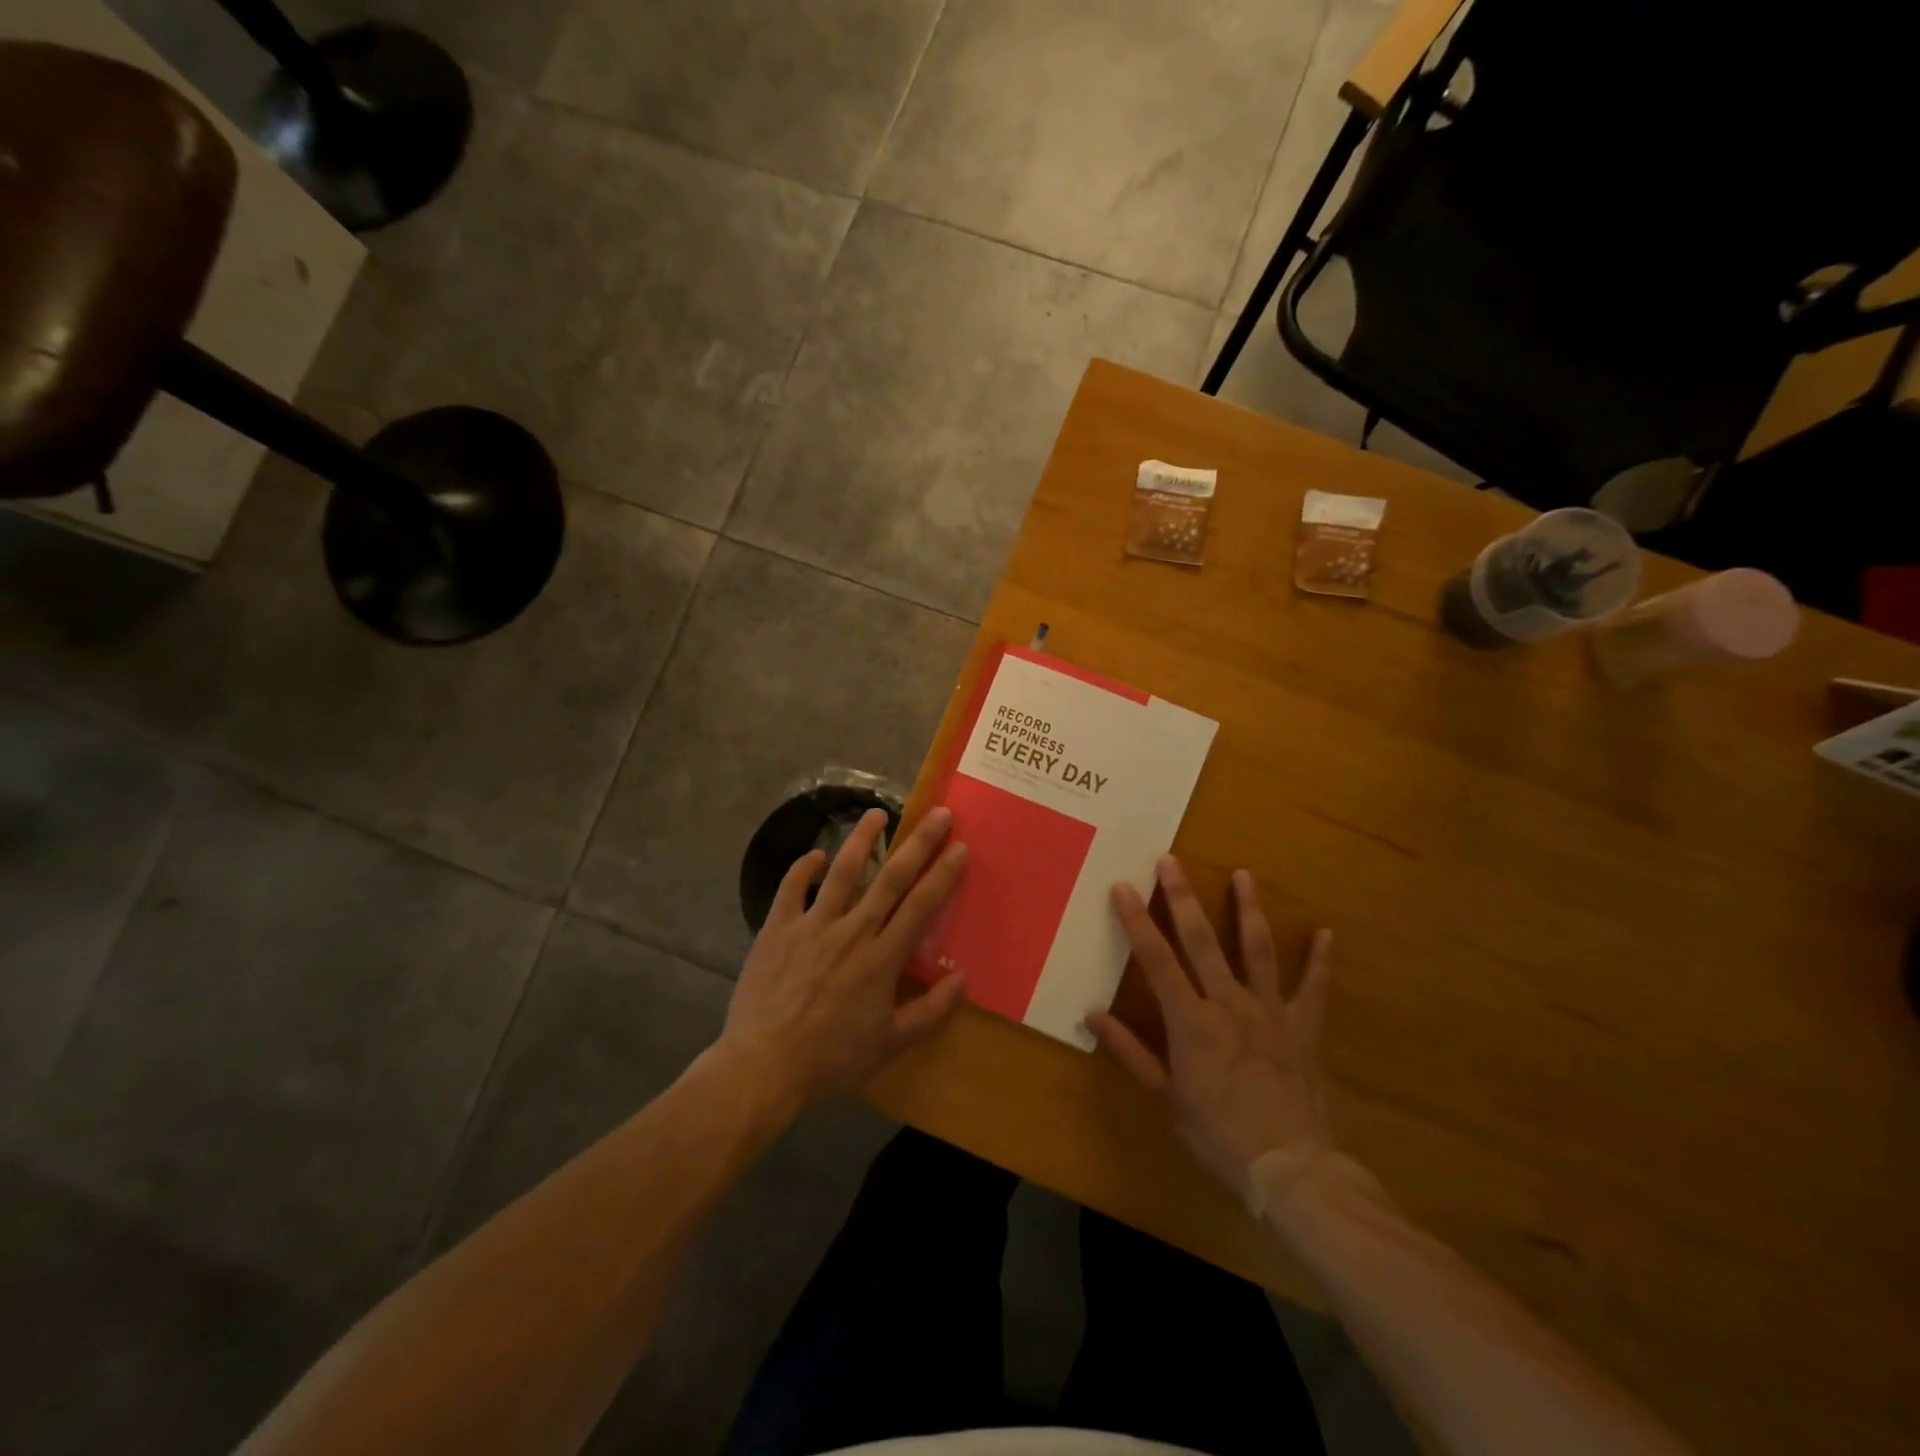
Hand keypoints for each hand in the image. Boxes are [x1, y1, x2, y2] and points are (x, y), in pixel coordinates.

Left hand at [719, 806, 968, 1115]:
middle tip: (938, 814)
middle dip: (918, 843)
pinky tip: (815, 856)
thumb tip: (963, 978)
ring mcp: (812, 925)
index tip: (960, 847)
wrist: (764, 1066)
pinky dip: (803, 868)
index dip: (943, 874)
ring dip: (862, 839)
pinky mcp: (777, 928)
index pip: (921, 905)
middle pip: (891, 878)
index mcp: (882, 957)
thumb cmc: (832, 1058)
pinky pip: (791, 888)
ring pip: (842, 872)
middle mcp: (852, 931)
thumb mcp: (890, 1043)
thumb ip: (930, 1011)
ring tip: (876, 813)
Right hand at [1087, 857, 1333, 1202]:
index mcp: (1191, 1021)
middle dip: (1183, 897)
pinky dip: (1319, 960)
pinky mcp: (1303, 1026)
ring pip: (1257, 949)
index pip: (1156, 960)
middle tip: (1171, 861)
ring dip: (1248, 909)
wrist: (1290, 1167)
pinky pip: (1313, 987)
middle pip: (1202, 940)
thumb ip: (1130, 1051)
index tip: (1122, 887)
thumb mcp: (1166, 1097)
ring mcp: (1270, 1011)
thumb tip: (1091, 1014)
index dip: (1136, 921)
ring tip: (1244, 874)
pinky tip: (1325, 933)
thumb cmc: (1219, 1133)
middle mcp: (1229, 1003)